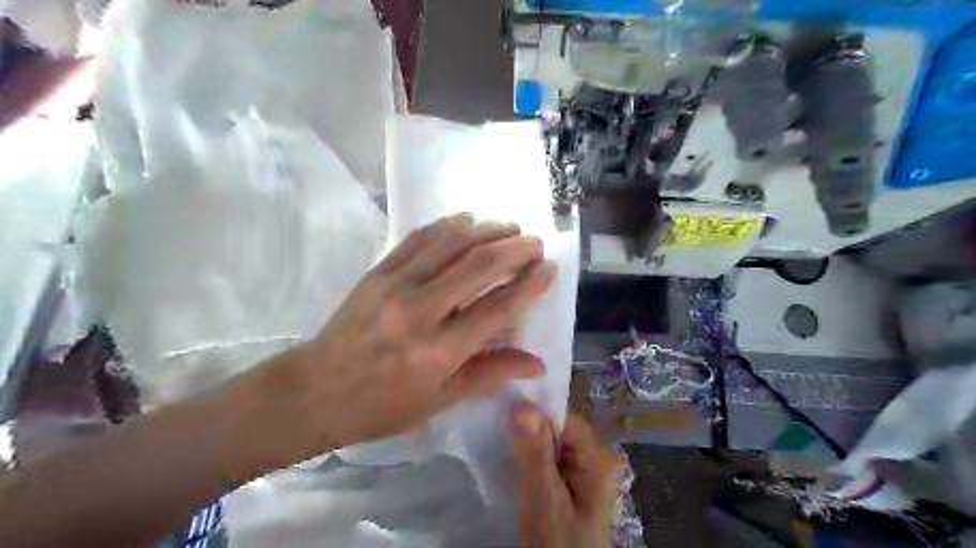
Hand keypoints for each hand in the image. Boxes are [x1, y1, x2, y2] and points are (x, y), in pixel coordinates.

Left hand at [290, 217, 551, 450]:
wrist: (315, 390)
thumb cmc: (382, 405)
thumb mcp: (440, 400)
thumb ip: (489, 373)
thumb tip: (537, 363)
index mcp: (439, 351)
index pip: (497, 308)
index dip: (529, 286)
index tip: (549, 268)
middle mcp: (420, 311)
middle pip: (477, 266)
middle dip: (514, 248)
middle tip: (534, 241)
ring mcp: (395, 284)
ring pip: (450, 243)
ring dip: (485, 229)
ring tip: (508, 226)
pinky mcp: (378, 271)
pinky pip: (418, 238)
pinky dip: (447, 225)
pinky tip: (467, 220)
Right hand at [512, 403, 615, 547]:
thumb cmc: (558, 546)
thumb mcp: (544, 501)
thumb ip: (535, 454)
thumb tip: (522, 404)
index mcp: (596, 458)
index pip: (563, 418)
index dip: (534, 413)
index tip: (502, 411)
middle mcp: (594, 459)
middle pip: (556, 430)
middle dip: (527, 430)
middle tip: (495, 430)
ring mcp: (582, 474)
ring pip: (549, 445)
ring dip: (525, 446)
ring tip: (498, 445)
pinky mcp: (570, 486)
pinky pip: (547, 461)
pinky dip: (528, 461)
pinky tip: (511, 465)